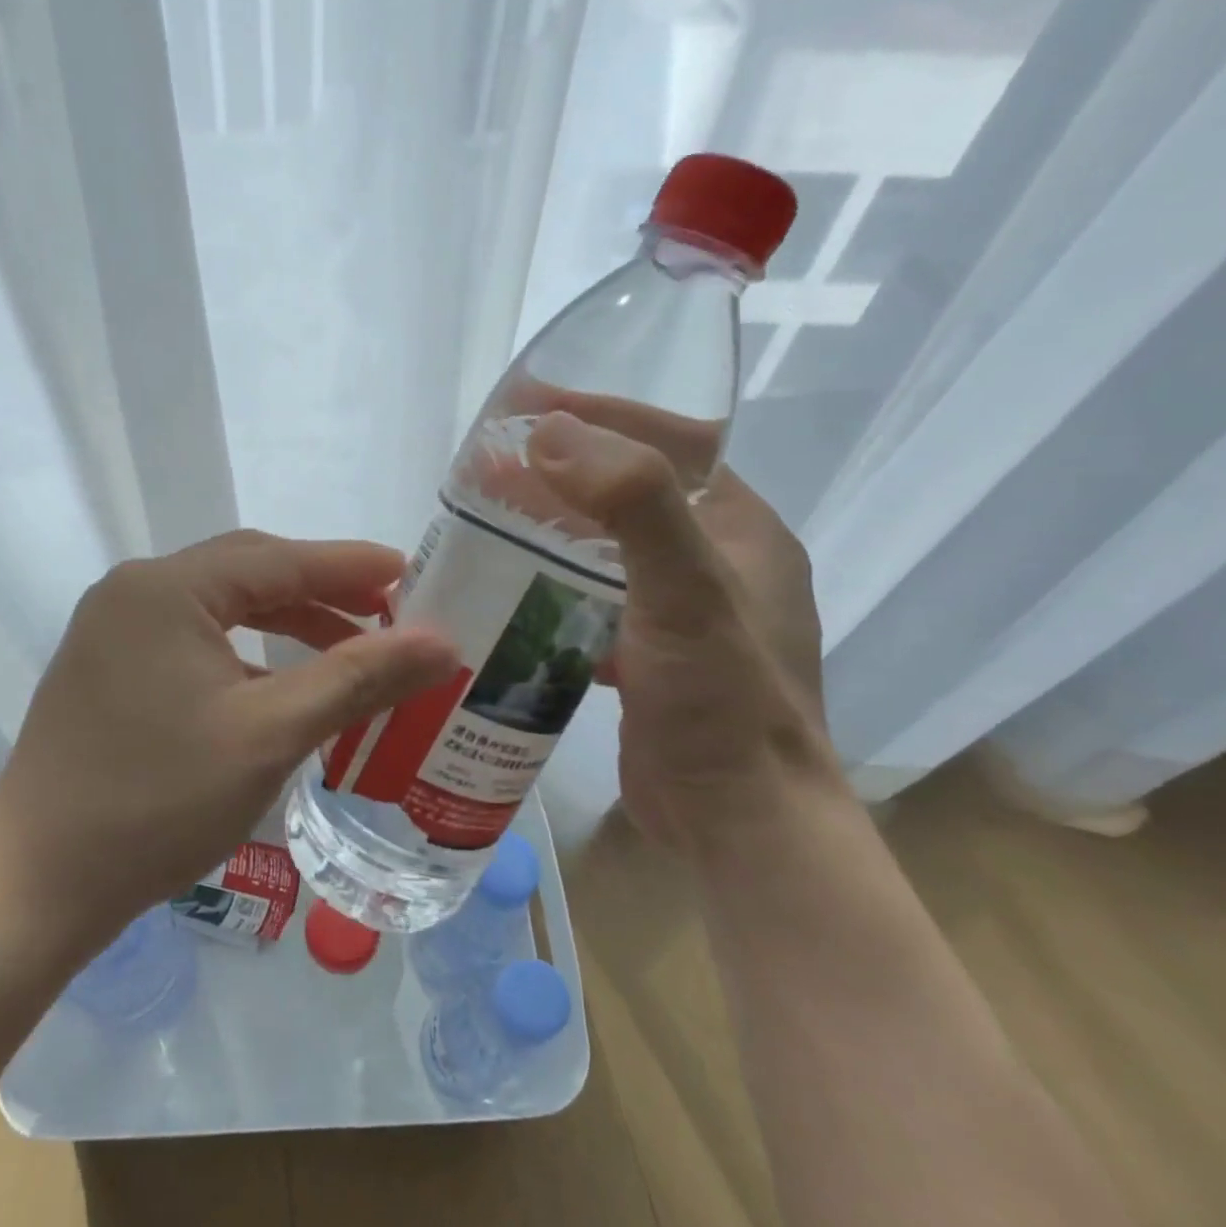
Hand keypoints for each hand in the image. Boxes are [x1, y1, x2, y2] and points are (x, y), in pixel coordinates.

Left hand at [0, 532, 459, 958]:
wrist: (36, 887)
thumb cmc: (156, 803)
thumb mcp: (270, 734)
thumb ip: (358, 677)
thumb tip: (442, 642)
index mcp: (165, 588)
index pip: (278, 558)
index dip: (350, 565)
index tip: (410, 571)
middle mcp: (134, 593)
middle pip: (247, 574)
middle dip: (320, 591)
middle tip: (386, 611)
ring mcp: (114, 631)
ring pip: (221, 609)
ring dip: (285, 623)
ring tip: (347, 649)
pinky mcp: (108, 670)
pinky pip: (194, 642)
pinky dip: (246, 655)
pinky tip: (281, 687)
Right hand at [526, 411, 838, 851]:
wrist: (739, 822)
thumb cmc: (722, 701)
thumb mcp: (687, 591)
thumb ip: (631, 503)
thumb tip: (551, 433)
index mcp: (740, 528)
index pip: (669, 443)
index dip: (599, 414)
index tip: (527, 404)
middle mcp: (716, 561)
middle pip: (627, 493)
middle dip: (561, 472)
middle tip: (490, 465)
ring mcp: (681, 612)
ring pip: (604, 547)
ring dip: (551, 527)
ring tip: (486, 516)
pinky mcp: (648, 655)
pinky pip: (592, 597)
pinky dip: (552, 583)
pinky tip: (507, 587)